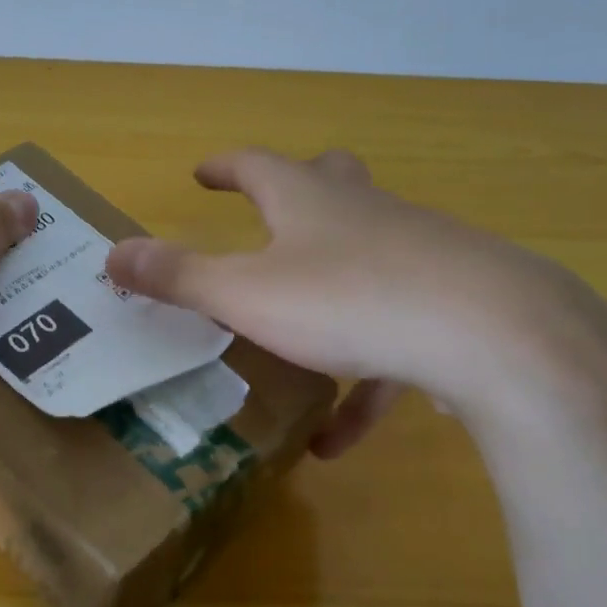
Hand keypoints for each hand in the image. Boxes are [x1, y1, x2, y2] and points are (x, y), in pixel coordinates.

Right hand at [104, 148, 606, 455]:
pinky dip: (364, 381)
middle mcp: (364, 215)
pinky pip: (396, 340)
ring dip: (327, 296)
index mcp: (310, 201)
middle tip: (270, 211)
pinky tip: (338, 440)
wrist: (493, 335)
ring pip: (366, 260)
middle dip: (297, 192)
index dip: (224, 168)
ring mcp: (417, 254)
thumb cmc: (350, 300)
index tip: (201, 172)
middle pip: (330, 184)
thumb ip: (179, 277)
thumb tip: (113, 254)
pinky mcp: (452, 306)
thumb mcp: (247, 293)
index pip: (257, 167)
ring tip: (294, 349)